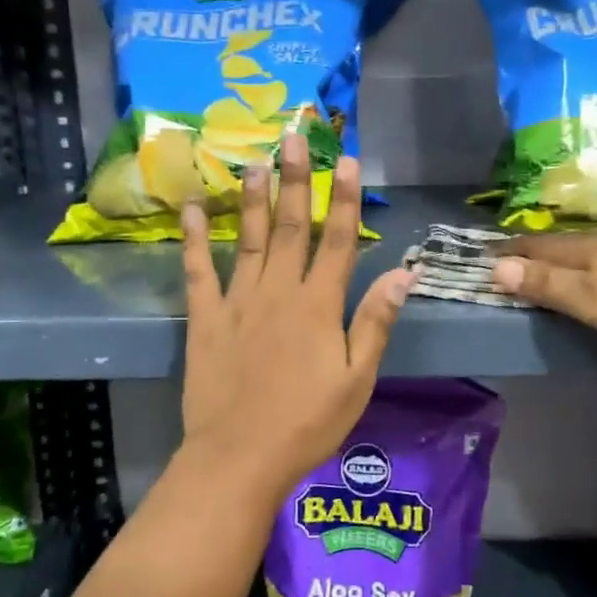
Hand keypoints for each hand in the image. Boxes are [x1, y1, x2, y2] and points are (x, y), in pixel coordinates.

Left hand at [180, 132, 412, 500]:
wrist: (239, 458)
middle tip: (294, 138)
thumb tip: (405, 272)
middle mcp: (278, 291)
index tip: (347, 160)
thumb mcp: (357, 379)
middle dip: (296, 180)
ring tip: (255, 161)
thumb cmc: (307, 423)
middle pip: (290, 227)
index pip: (337, 240)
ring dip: (252, 198)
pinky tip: (191, 208)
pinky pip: (199, 271)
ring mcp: (237, 302)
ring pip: (248, 239)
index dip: (344, 199)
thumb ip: (376, 321)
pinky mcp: (205, 319)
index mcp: (318, 305)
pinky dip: (195, 239)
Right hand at [490, 224, 596, 342]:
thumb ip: (546, 284)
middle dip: (542, 247)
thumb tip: (497, 267)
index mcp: (586, 250)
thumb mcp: (590, 300)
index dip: (513, 251)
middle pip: (568, 241)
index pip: (539, 247)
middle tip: (523, 251)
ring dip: (580, 245)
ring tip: (571, 250)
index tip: (490, 252)